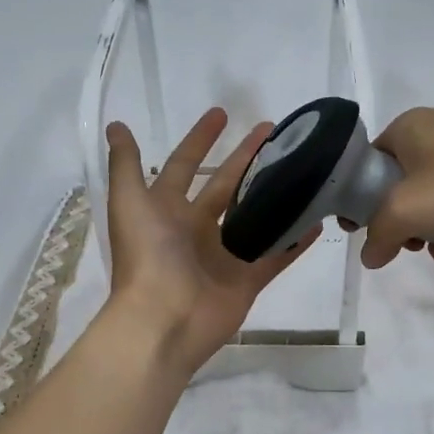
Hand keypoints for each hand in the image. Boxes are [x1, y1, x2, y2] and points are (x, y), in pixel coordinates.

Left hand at [102, 108, 319, 375]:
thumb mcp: (129, 202)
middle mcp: (195, 229)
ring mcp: (223, 256)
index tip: (222, 114)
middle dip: (247, 158)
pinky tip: (316, 218)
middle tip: (275, 132)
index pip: (185, 165)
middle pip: (226, 186)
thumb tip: (116, 125)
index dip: (200, 140)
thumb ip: (126, 165)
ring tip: (302, 168)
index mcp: (167, 209)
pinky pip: (276, 255)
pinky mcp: (247, 280)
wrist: (163, 320)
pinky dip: (295, 240)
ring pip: (255, 217)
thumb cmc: (147, 257)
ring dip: (274, 194)